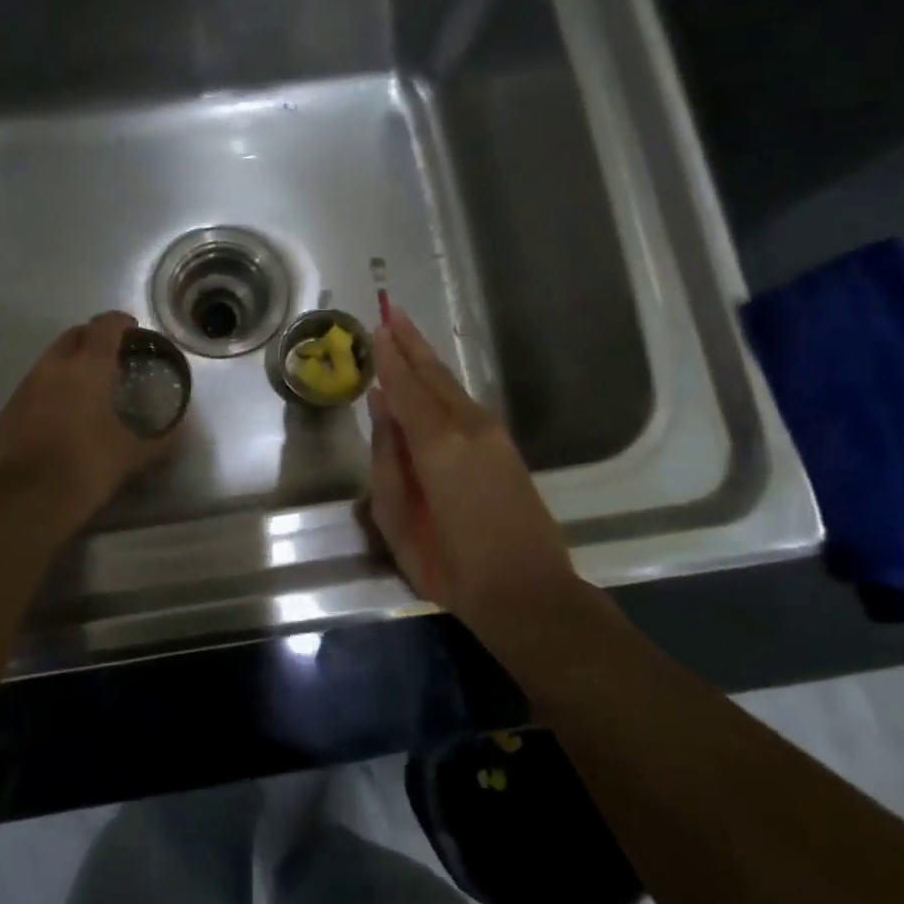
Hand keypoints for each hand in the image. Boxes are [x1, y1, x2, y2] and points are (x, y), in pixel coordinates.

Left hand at [0, 311, 172, 527]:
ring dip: (70, 361)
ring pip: (51, 359)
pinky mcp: (10, 409)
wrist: (24, 498)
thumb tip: (179, 433)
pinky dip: (52, 386)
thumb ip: (158, 441)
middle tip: (111, 354)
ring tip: (88, 383)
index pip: (105, 326)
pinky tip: (62, 411)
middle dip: (93, 337)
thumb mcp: (130, 456)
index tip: (132, 329)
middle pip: (74, 335)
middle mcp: (54, 366)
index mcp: (88, 367)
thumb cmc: (85, 466)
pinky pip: (35, 384)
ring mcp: (27, 386)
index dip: (120, 322)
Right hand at [366, 310, 580, 633]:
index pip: (405, 386)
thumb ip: (387, 458)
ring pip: (452, 386)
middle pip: (433, 374)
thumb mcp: (397, 519)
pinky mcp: (505, 447)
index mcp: (437, 444)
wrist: (528, 592)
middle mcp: (468, 426)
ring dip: (426, 360)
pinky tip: (430, 382)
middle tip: (390, 311)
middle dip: (410, 343)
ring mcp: (492, 434)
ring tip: (405, 337)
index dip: (389, 356)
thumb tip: (380, 407)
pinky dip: (442, 384)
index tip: (375, 325)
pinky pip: (465, 403)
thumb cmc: (450, 565)